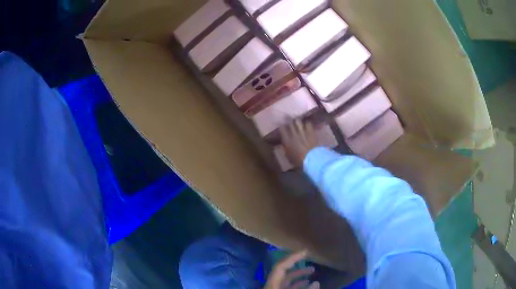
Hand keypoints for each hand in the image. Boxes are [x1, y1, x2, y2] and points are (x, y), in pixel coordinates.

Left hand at [264, 250, 319, 288]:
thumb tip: (317, 283)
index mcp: (272, 282)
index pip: (281, 265)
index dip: (292, 257)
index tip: (305, 251)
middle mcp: (272, 283)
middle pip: (284, 271)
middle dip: (297, 264)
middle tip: (309, 257)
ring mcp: (274, 287)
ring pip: (286, 279)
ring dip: (299, 274)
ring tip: (312, 270)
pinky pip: (287, 286)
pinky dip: (297, 284)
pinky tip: (307, 283)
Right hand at [280, 119, 317, 167]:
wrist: (312, 159)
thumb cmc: (299, 161)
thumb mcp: (289, 156)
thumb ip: (285, 149)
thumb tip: (283, 144)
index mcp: (287, 140)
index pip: (282, 129)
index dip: (281, 126)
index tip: (281, 124)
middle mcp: (294, 134)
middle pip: (290, 123)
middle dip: (288, 120)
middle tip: (287, 118)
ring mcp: (303, 132)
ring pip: (298, 121)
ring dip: (297, 121)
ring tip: (297, 120)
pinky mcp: (311, 132)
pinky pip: (308, 124)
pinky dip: (307, 123)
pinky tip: (307, 124)